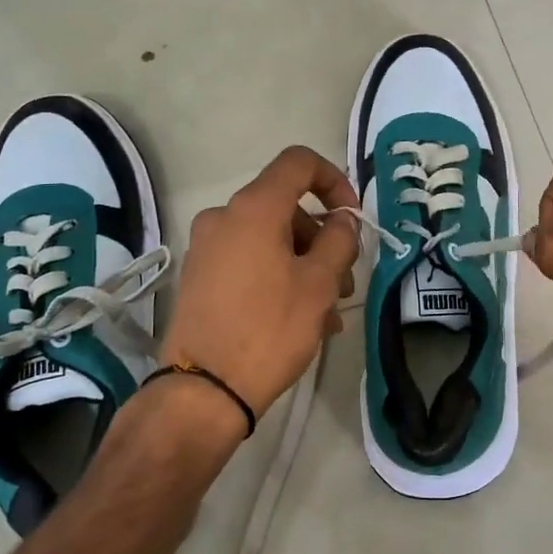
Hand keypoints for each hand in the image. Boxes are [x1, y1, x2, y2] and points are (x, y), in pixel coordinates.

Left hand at [158, 146, 360, 420]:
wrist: (204, 390)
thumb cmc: (270, 329)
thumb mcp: (320, 284)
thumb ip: (339, 240)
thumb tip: (342, 219)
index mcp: (253, 208)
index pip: (299, 163)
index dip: (335, 181)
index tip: (352, 218)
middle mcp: (224, 217)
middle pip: (286, 208)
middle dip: (323, 239)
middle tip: (345, 282)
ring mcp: (207, 248)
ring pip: (270, 240)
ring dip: (305, 265)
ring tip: (328, 313)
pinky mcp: (200, 277)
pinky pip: (249, 262)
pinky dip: (279, 277)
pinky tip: (301, 319)